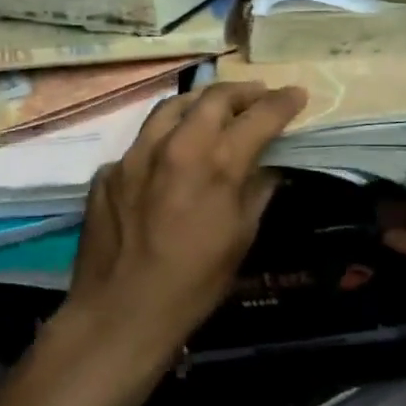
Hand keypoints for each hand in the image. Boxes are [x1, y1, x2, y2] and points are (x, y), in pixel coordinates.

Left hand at [65, 81, 307, 362]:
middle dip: (243, 91)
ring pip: (172, 107)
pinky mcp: (108, 169)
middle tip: (258, 96)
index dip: (283, 102)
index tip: (296, 94)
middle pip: (214, 97)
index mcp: (216, 163)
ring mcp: (135, 153)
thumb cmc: (194, 285)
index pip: (259, 116)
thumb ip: (256, 191)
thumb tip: (266, 166)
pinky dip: (164, 139)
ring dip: (200, 102)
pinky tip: (170, 157)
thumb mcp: (241, 238)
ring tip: (214, 109)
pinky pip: (142, 142)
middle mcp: (175, 145)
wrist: (120, 314)